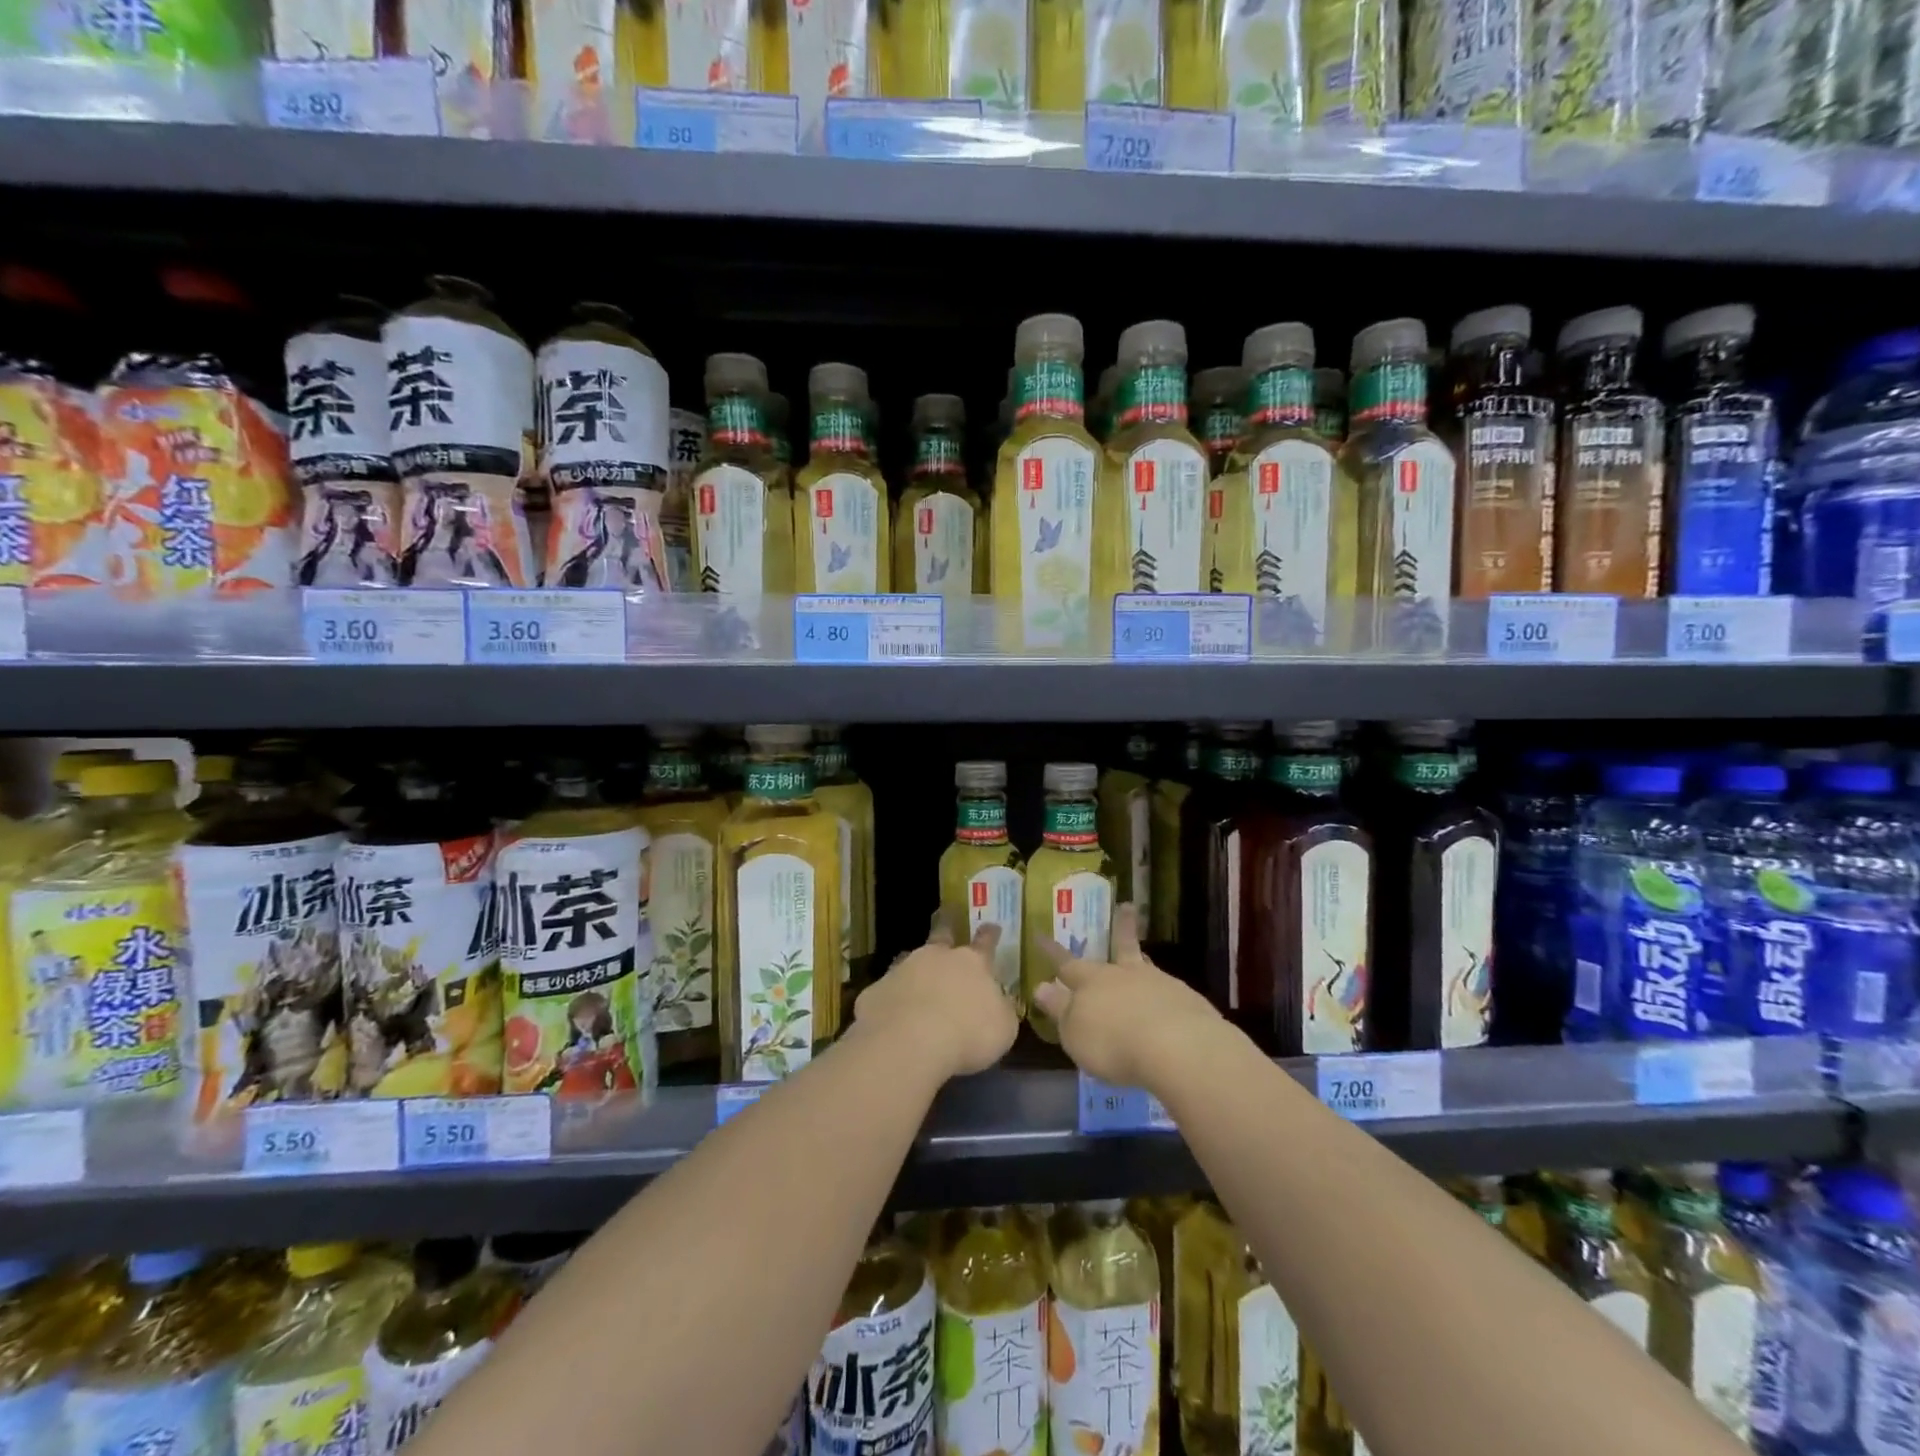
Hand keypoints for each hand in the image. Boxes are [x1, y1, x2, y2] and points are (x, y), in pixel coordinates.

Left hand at [854, 917, 1018, 1079]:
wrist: (909, 1041)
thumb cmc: (968, 1034)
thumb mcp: (1003, 1028)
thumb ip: (1001, 1010)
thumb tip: (999, 1003)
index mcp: (973, 963)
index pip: (985, 942)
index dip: (990, 934)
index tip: (992, 925)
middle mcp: (937, 957)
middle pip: (942, 934)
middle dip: (946, 925)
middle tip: (945, 914)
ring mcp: (903, 969)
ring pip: (911, 959)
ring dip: (916, 966)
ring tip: (916, 974)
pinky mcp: (877, 990)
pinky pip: (888, 991)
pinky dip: (892, 998)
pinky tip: (892, 1014)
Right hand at [1032, 904, 1221, 1088]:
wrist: (1176, 1046)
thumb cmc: (1112, 1042)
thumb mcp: (1074, 1032)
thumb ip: (1059, 1009)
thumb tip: (1041, 986)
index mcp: (1091, 981)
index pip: (1066, 963)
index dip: (1052, 952)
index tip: (1040, 935)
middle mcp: (1123, 975)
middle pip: (1119, 947)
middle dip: (1119, 929)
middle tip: (1126, 906)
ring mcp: (1158, 983)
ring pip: (1145, 966)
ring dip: (1141, 959)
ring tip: (1142, 955)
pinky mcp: (1185, 1001)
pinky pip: (1169, 991)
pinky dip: (1164, 994)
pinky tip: (1167, 1004)